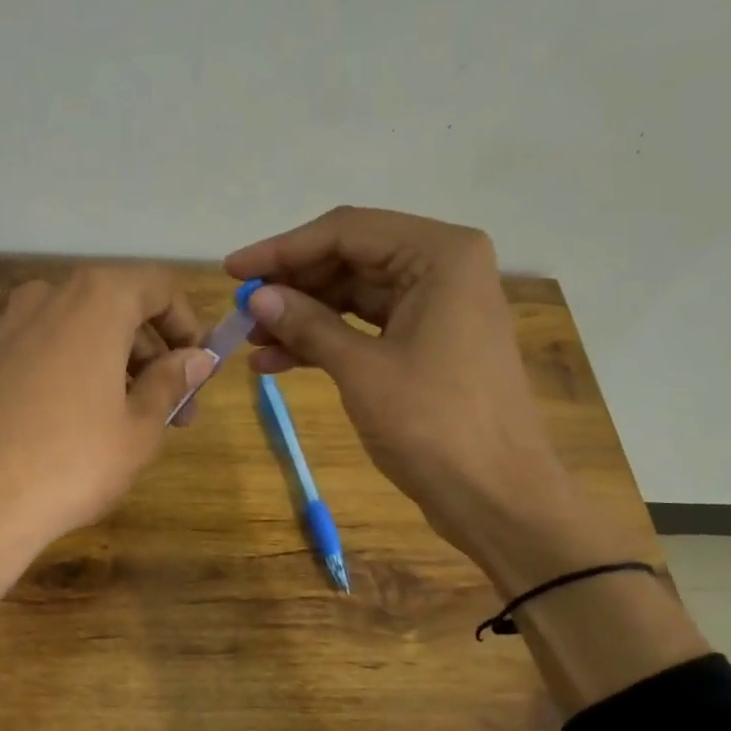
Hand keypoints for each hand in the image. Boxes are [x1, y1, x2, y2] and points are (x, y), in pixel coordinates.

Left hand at [0, 265, 213, 566]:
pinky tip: (58, 420)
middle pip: (112, 306)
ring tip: (116, 417)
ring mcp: (0, 325)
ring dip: (104, 360)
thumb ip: (171, 381)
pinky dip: (58, 369)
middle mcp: (44, 296)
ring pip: (70, 328)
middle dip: (148, 352)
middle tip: (169, 408)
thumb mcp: (140, 428)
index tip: (196, 367)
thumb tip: (195, 358)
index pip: (157, 286)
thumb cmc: (71, 463)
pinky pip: (31, 350)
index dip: (185, 323)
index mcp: (95, 300)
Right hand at [225, 207, 575, 558]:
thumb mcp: (361, 370)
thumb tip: (255, 296)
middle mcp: (442, 268)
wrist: (497, 498)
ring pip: (353, 295)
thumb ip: (307, 324)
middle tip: (240, 308)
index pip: (346, 231)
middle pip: (349, 258)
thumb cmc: (434, 425)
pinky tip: (276, 362)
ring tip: (250, 341)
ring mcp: (436, 306)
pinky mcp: (427, 342)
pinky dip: (323, 340)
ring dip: (301, 315)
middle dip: (292, 285)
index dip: (283, 249)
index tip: (232, 270)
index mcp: (440, 256)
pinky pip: (365, 327)